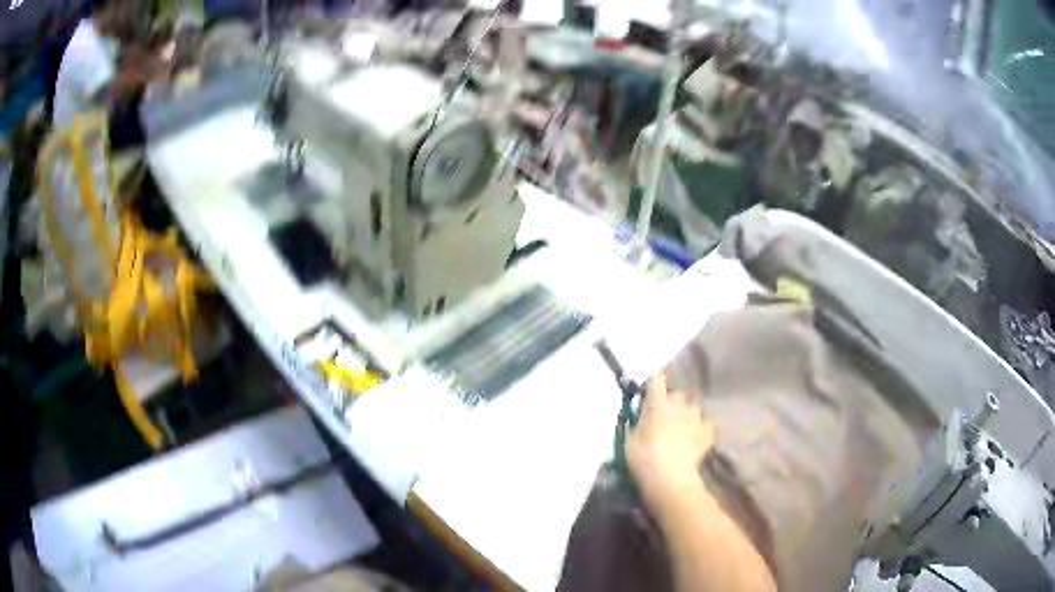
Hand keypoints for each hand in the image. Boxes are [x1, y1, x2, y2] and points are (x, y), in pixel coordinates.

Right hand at [625, 371, 714, 510]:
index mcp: (657, 403)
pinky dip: (701, 430)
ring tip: (681, 431)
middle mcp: (679, 404)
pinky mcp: (708, 431)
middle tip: (663, 418)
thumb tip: (637, 417)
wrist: (670, 479)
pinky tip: (695, 440)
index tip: (650, 388)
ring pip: (692, 409)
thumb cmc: (642, 458)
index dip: (653, 382)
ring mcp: (697, 417)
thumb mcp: (627, 440)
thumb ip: (634, 423)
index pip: (655, 380)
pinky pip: (705, 425)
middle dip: (671, 402)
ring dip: (687, 416)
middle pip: (676, 394)